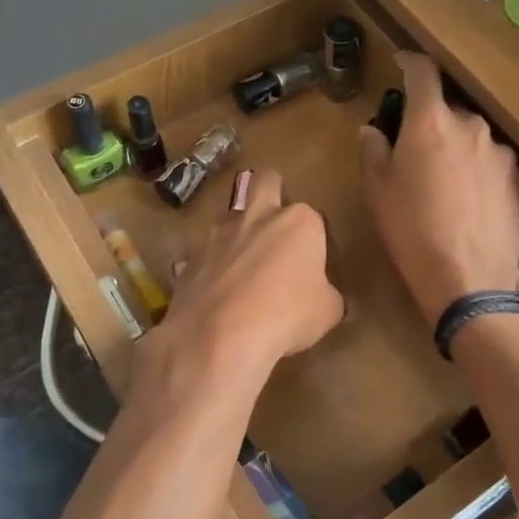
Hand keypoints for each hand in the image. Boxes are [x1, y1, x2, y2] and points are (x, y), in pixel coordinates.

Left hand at [153, 168, 344, 383]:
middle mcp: (257, 216)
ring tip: (243, 268)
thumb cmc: (287, 315)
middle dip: (271, 191)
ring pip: (229, 216)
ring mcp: (218, 235)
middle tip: (276, 222)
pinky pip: (203, 255)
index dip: (316, 239)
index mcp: (298, 222)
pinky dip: (210, 268)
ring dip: (237, 233)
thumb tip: (328, 299)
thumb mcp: (327, 312)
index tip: (316, 264)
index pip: (314, 217)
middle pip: (265, 182)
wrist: (221, 336)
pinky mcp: (190, 258)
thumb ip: (329, 297)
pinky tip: (215, 294)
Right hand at [358, 52, 518, 320]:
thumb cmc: (412, 230)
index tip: (400, 62)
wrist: (470, 279)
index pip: (422, 72)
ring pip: (472, 139)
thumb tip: (375, 129)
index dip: (409, 61)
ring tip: (445, 186)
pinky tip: (469, 204)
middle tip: (414, 153)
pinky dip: (478, 173)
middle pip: (448, 111)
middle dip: (430, 123)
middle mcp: (472, 126)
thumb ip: (373, 149)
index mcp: (431, 121)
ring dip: (456, 149)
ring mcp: (501, 153)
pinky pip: (492, 165)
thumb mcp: (377, 190)